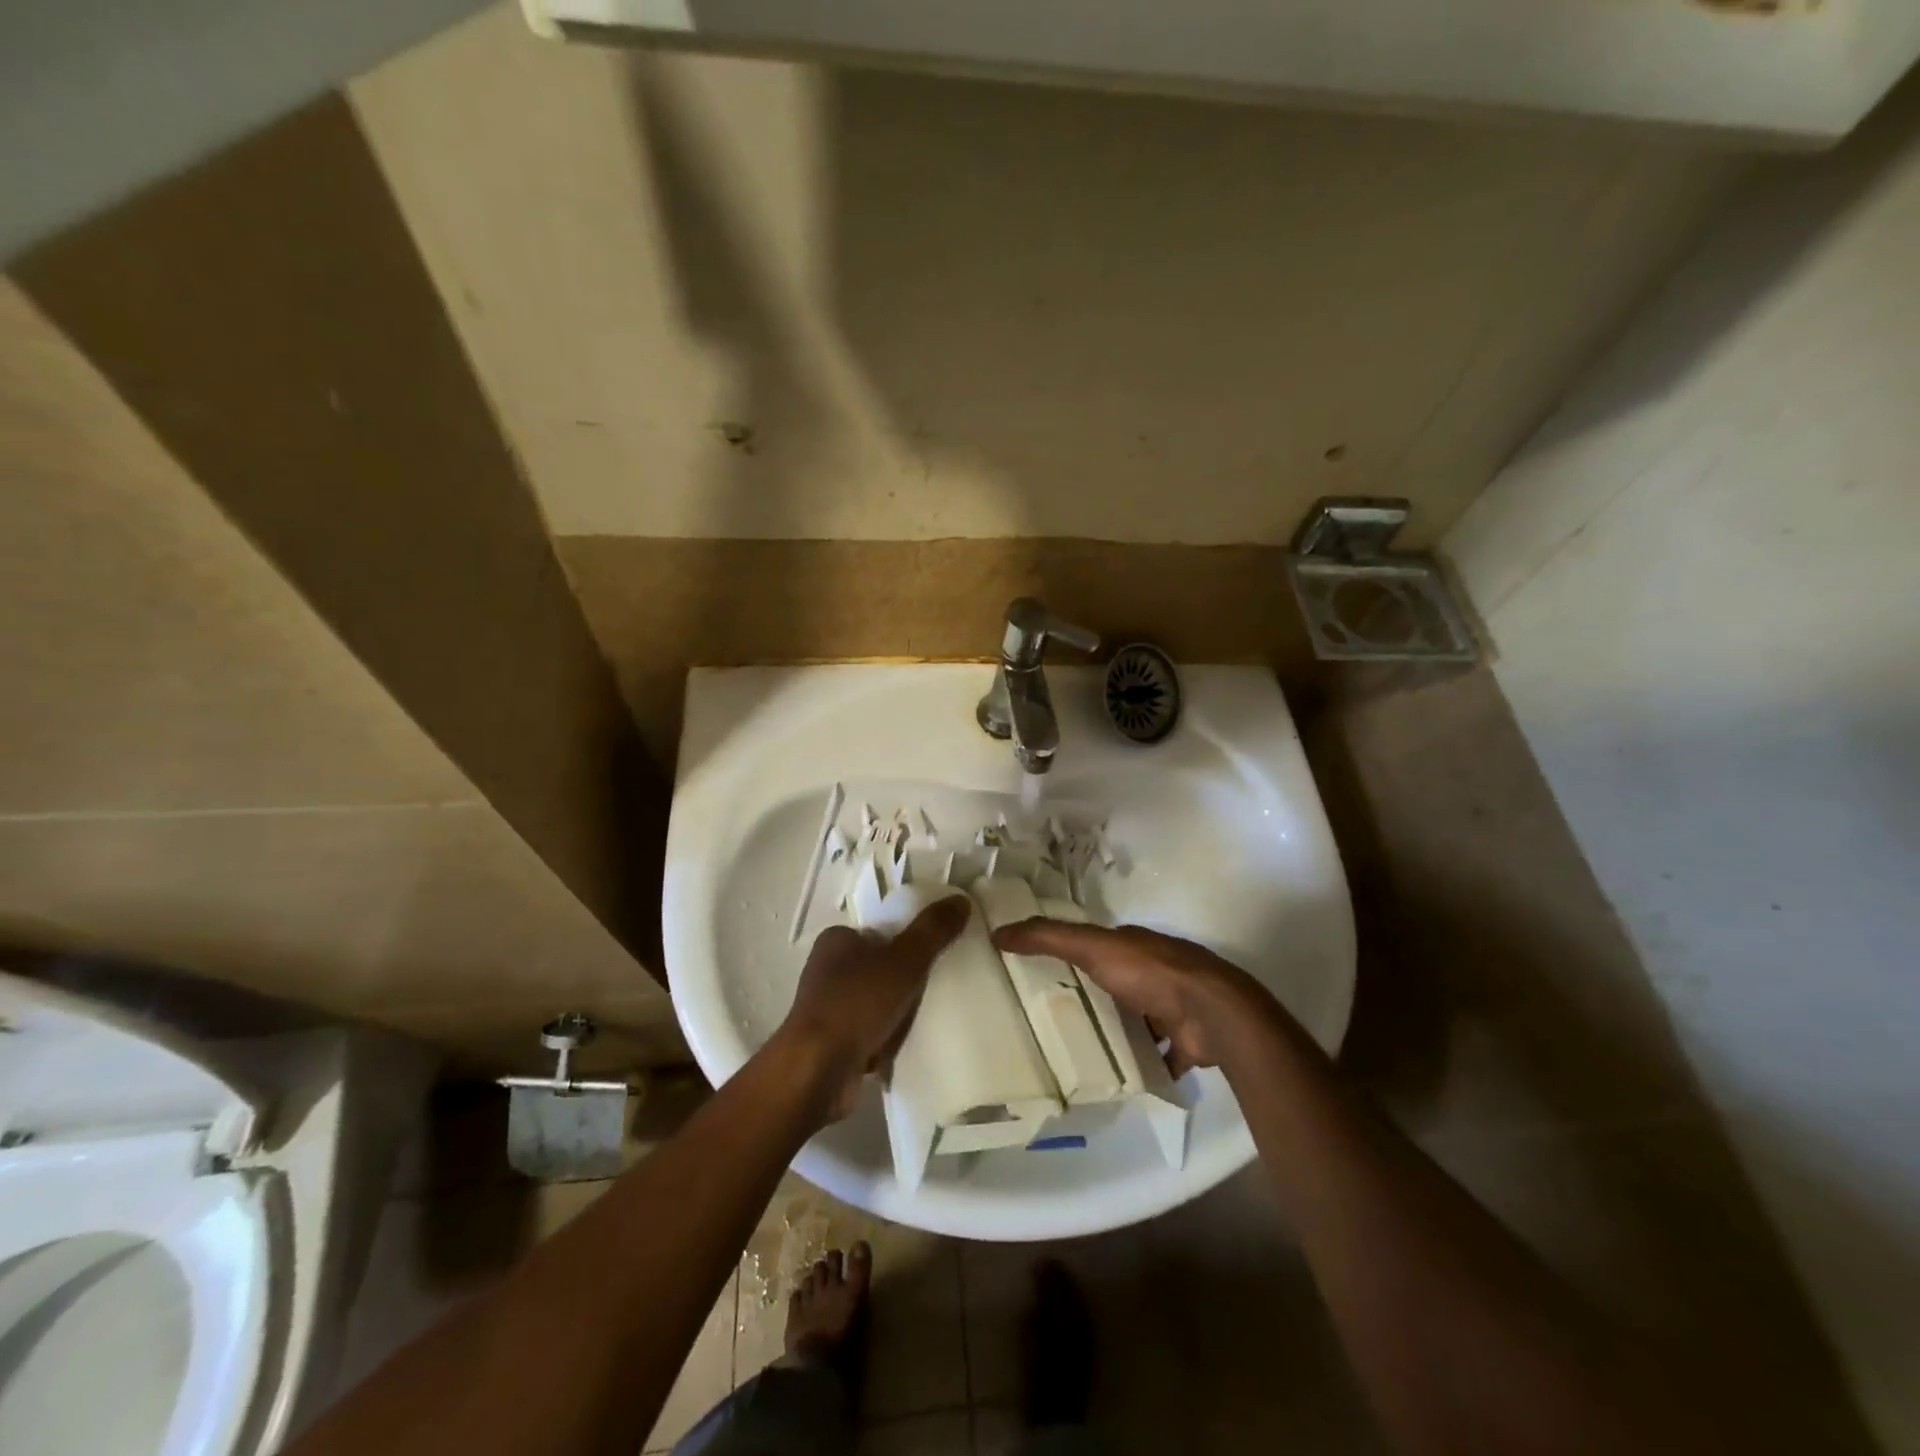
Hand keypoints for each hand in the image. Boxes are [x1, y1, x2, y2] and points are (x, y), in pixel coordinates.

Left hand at [777, 898, 970, 1119]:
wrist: (816, 1072)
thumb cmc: (857, 1003)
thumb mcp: (905, 960)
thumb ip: (933, 930)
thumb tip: (962, 900)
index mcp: (836, 940)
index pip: (879, 933)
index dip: (906, 945)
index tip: (931, 961)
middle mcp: (826, 970)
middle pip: (879, 969)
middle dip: (904, 984)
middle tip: (932, 993)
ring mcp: (826, 1009)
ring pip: (874, 1004)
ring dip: (895, 1016)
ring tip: (921, 1024)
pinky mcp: (829, 1044)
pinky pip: (867, 1035)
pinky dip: (883, 1042)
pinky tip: (902, 1050)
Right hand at [990, 920, 1261, 1077]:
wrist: (1213, 1014)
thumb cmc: (1150, 973)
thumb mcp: (1092, 948)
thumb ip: (1048, 938)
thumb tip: (998, 931)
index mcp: (1133, 944)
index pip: (1096, 944)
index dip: (1070, 952)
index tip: (1040, 970)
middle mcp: (1155, 971)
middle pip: (1116, 982)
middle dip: (1094, 996)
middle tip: (1054, 1019)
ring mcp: (1173, 1008)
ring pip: (1139, 1019)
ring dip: (1119, 1032)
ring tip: (1081, 1054)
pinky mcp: (1186, 1043)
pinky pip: (1159, 1055)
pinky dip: (1145, 1065)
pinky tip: (1120, 1080)